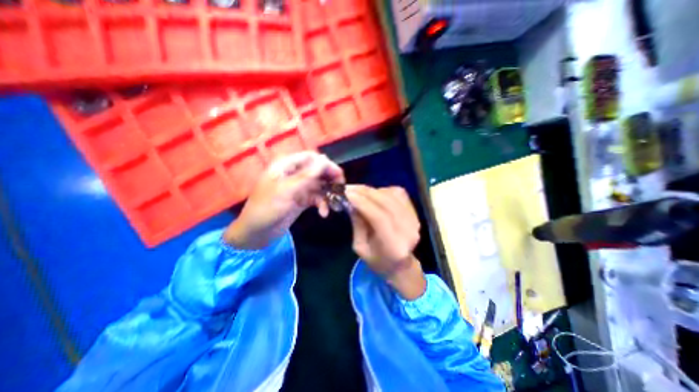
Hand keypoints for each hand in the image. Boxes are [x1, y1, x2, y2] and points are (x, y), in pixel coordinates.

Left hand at [224, 152, 342, 249]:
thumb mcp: (288, 190)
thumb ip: (307, 175)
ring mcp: (298, 187)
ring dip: (327, 194)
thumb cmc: (267, 208)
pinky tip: (324, 213)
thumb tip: (326, 159)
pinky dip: (322, 204)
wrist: (257, 232)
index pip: (311, 158)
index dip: (326, 164)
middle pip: (317, 171)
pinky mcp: (301, 199)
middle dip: (330, 180)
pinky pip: (316, 197)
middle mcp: (294, 174)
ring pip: (319, 185)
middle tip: (341, 189)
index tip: (339, 175)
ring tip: (335, 205)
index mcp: (286, 166)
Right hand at [343, 185, 424, 298]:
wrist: (400, 264)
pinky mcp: (415, 212)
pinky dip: (385, 190)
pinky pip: (399, 193)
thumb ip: (358, 224)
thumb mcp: (360, 247)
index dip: (363, 203)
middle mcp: (408, 231)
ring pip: (393, 195)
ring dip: (374, 190)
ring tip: (360, 191)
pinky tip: (374, 193)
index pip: (379, 218)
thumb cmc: (377, 260)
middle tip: (351, 188)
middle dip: (366, 192)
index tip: (348, 193)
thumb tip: (352, 202)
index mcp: (394, 246)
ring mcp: (414, 220)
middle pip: (387, 203)